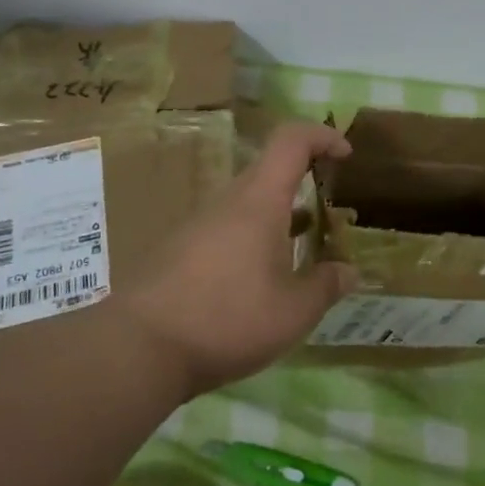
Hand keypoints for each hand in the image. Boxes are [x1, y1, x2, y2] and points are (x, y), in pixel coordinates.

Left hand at [115, 122, 357, 398]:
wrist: (136, 349)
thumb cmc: (226, 318)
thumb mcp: (293, 312)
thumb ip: (326, 286)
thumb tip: (348, 272)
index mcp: (259, 200)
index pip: (292, 140)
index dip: (323, 136)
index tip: (347, 156)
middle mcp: (228, 202)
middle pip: (271, 172)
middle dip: (306, 184)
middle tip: (330, 217)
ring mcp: (200, 226)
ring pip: (249, 205)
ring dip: (281, 218)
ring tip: (302, 255)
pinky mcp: (180, 252)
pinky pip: (229, 230)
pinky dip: (255, 241)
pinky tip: (261, 283)